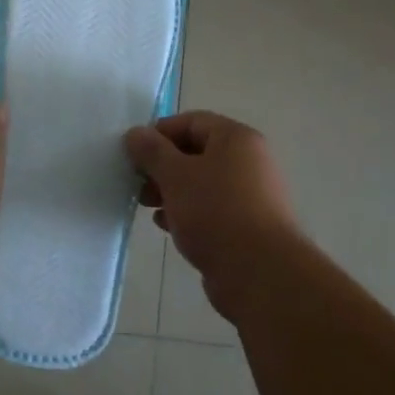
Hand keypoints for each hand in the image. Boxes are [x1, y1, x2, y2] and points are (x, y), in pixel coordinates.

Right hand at [125, 111, 302, 317]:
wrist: (260, 273)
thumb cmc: (216, 212)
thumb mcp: (175, 175)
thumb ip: (152, 151)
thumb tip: (135, 133)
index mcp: (236, 139)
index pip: (191, 121)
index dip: (159, 133)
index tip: (134, 153)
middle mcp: (248, 162)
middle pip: (195, 152)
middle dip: (162, 166)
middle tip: (137, 182)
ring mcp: (249, 195)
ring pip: (200, 183)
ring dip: (170, 191)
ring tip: (147, 206)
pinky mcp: (245, 226)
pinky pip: (210, 209)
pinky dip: (186, 212)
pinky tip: (167, 226)